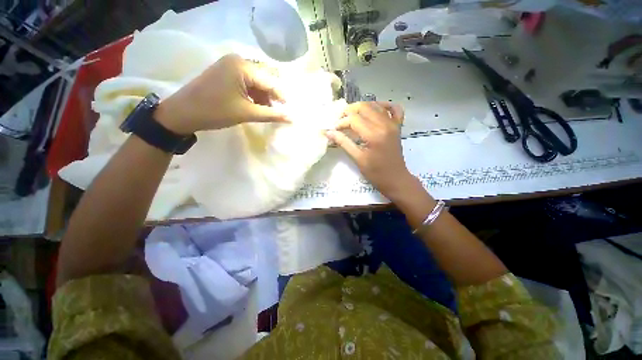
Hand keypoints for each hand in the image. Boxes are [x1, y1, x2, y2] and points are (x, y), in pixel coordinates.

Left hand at [154, 54, 287, 134]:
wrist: (183, 112)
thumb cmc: (215, 112)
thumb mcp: (247, 113)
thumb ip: (271, 114)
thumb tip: (292, 118)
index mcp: (242, 66)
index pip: (270, 82)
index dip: (281, 97)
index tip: (289, 111)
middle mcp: (237, 60)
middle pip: (264, 79)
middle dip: (271, 97)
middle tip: (277, 112)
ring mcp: (230, 65)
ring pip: (256, 81)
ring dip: (263, 96)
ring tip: (266, 111)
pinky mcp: (225, 72)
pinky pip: (246, 82)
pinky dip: (253, 94)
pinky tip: (255, 105)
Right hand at [326, 101, 414, 199]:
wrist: (396, 179)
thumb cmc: (376, 173)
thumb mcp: (357, 159)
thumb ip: (344, 143)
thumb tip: (329, 133)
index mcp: (374, 135)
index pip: (354, 119)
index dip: (341, 122)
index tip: (334, 130)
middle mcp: (384, 125)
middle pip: (364, 108)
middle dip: (349, 111)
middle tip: (340, 121)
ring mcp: (393, 124)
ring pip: (376, 106)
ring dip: (361, 107)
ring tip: (351, 115)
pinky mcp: (398, 127)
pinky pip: (395, 109)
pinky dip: (384, 105)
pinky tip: (375, 108)